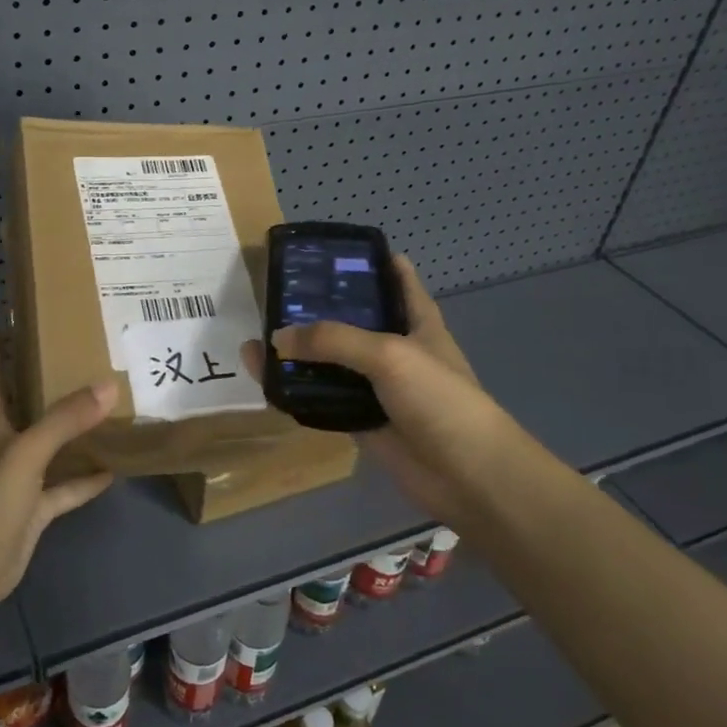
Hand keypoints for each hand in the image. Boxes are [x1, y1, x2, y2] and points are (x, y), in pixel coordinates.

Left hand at [0, 338, 116, 618]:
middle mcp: (8, 451)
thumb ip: (65, 420)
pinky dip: (86, 481)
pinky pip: (66, 491)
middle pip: (26, 413)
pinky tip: (113, 470)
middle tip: (73, 363)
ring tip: (105, 412)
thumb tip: (108, 385)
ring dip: (73, 436)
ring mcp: (22, 484)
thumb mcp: (28, 452)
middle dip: (43, 389)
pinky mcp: (36, 513)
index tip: (2, 328)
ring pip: (52, 451)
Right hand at [248, 256, 504, 526]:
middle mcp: (396, 348)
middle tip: (277, 292)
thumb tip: (278, 338)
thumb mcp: (389, 355)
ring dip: (301, 353)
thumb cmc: (439, 400)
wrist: (467, 477)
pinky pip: (323, 399)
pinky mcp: (362, 419)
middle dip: (319, 307)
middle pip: (353, 319)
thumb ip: (333, 340)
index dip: (369, 259)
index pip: (396, 278)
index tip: (331, 249)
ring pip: (332, 361)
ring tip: (259, 336)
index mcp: (417, 320)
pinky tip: (268, 381)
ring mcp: (378, 386)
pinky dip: (298, 391)